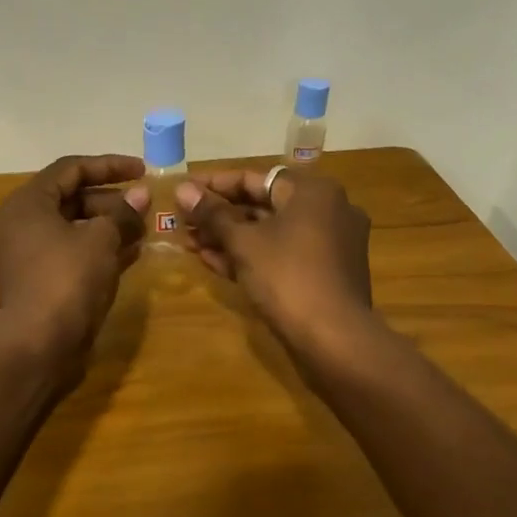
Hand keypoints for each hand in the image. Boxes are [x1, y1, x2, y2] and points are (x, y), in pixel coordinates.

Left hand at [0, 155, 148, 364]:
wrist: (37, 345)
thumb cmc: (67, 279)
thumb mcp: (101, 239)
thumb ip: (122, 213)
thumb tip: (140, 195)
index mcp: (27, 204)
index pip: (70, 169)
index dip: (109, 165)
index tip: (143, 171)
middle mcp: (19, 225)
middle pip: (70, 200)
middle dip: (111, 201)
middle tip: (145, 206)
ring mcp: (25, 258)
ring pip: (72, 230)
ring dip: (108, 227)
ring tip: (144, 230)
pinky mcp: (36, 285)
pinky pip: (70, 256)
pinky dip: (98, 251)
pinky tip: (131, 255)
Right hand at [176, 167, 374, 350]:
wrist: (334, 338)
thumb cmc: (287, 276)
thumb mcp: (243, 242)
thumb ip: (212, 214)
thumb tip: (182, 189)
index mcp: (312, 192)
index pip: (254, 178)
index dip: (214, 185)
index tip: (183, 192)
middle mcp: (327, 210)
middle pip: (263, 205)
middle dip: (219, 216)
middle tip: (183, 223)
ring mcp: (329, 244)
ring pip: (270, 233)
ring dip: (230, 238)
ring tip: (190, 244)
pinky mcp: (324, 273)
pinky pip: (282, 254)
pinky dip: (251, 256)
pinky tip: (213, 262)